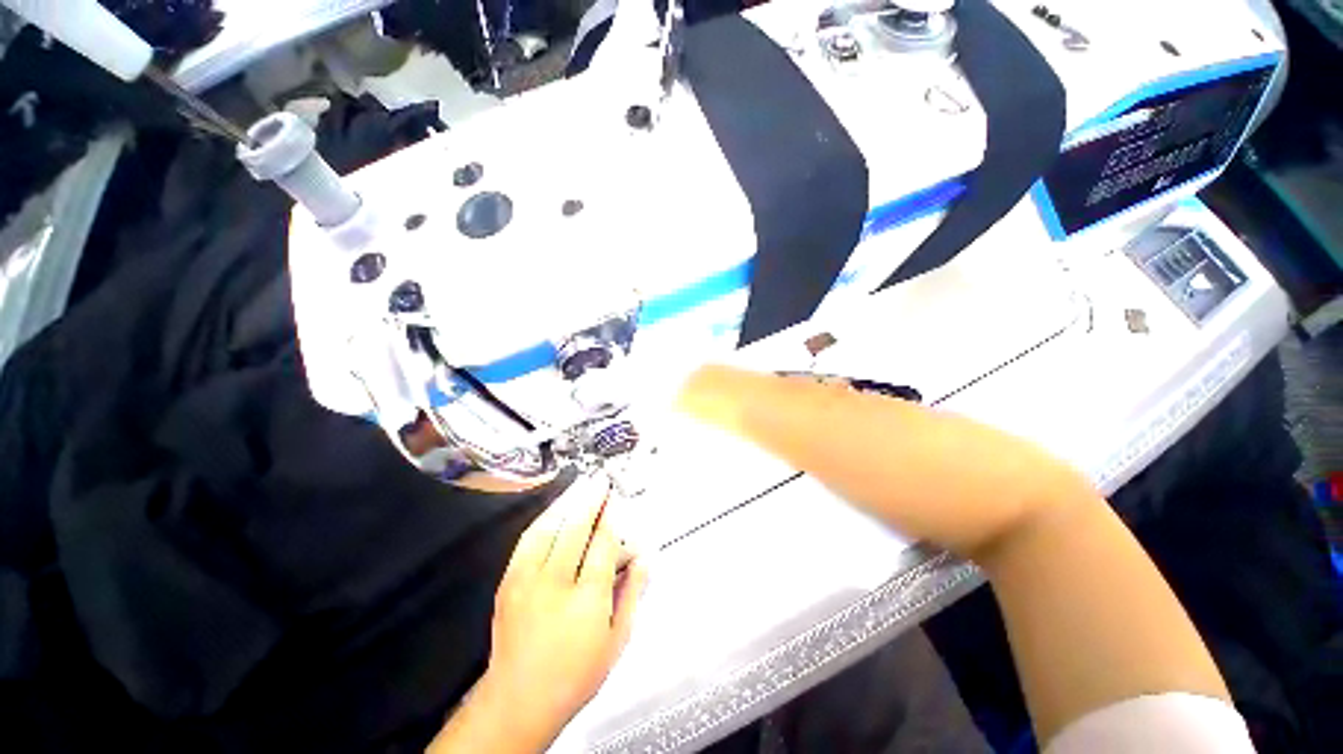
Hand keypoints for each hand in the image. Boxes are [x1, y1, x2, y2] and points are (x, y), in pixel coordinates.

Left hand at [477, 474, 649, 747]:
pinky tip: (555, 508)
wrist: (518, 700)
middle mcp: (555, 585)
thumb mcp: (617, 640)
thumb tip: (645, 558)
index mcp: (587, 600)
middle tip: (600, 480)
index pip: (603, 545)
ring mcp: (527, 581)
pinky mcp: (508, 582)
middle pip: (576, 529)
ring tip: (581, 484)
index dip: (611, 518)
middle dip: (591, 500)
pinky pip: (528, 540)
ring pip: (549, 528)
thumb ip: (633, 594)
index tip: (616, 500)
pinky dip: (545, 518)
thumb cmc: (575, 675)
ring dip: (568, 502)